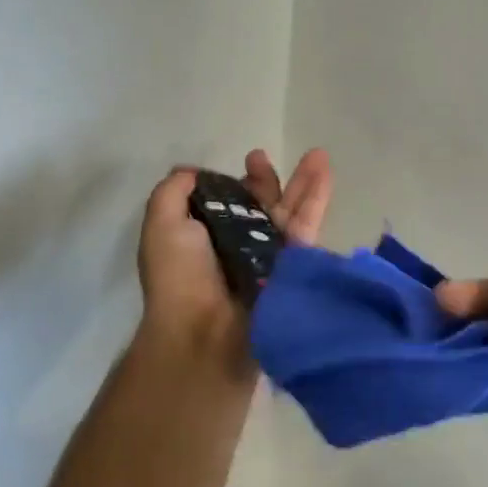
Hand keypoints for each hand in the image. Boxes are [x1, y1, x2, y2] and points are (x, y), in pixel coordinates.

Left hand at [136, 148, 332, 363]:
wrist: (205, 332)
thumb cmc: (179, 277)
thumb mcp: (161, 224)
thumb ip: (173, 192)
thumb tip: (194, 172)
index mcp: (207, 240)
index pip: (228, 206)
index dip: (234, 184)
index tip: (236, 165)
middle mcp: (240, 249)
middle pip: (262, 207)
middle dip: (266, 181)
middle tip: (262, 157)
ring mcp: (271, 259)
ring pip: (291, 213)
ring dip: (305, 182)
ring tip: (318, 154)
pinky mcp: (295, 267)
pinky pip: (307, 228)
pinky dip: (317, 200)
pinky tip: (326, 173)